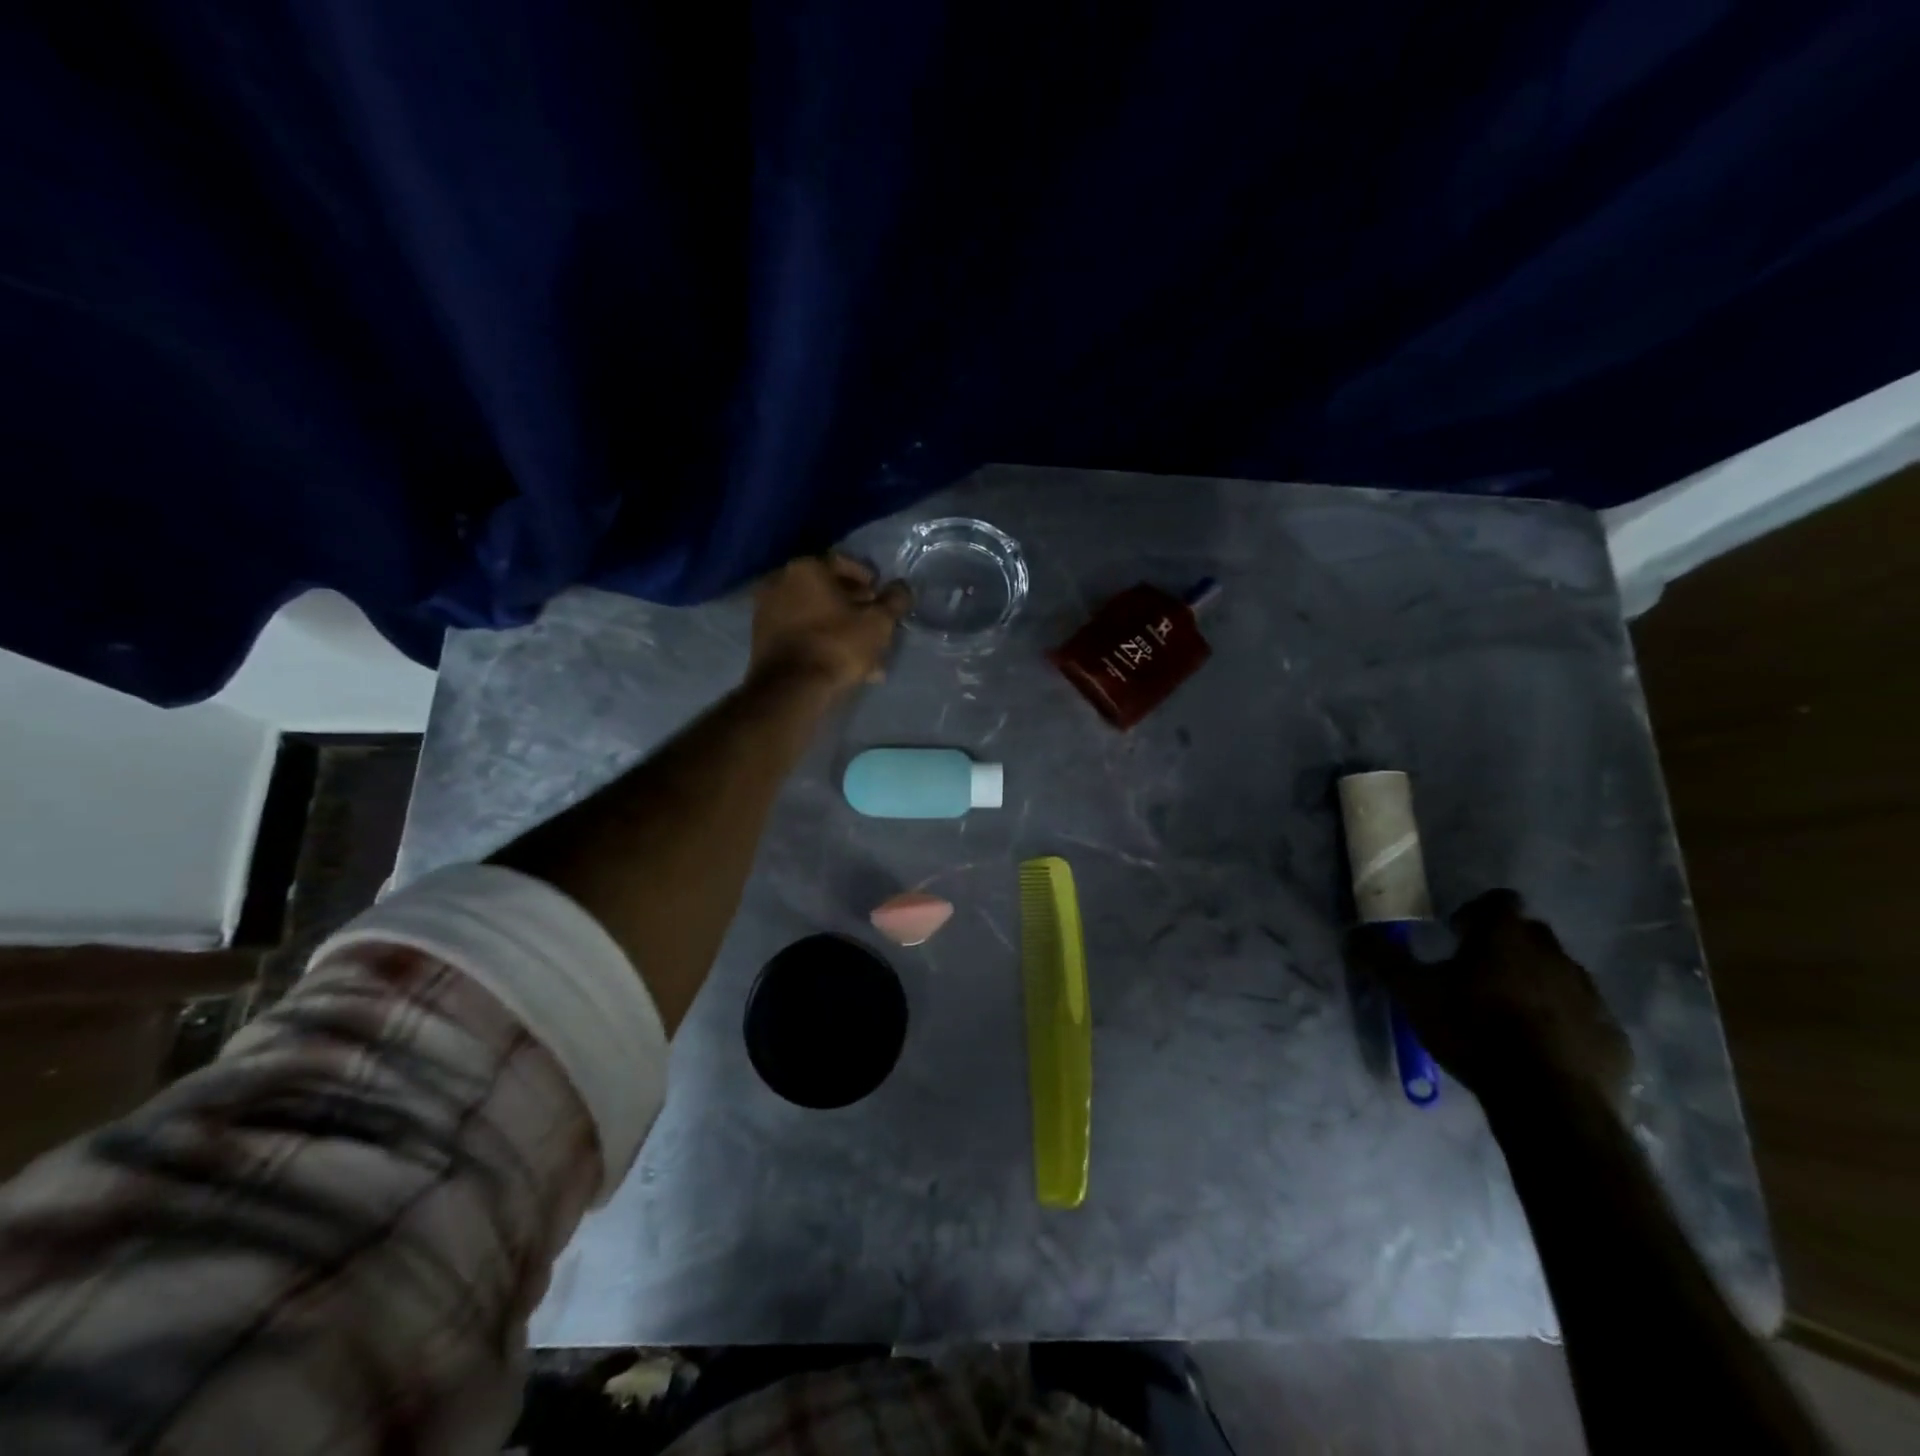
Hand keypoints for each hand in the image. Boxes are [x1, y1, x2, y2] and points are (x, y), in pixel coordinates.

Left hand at [750, 553, 910, 695]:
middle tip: (872, 621)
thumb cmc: (837, 645)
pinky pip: (799, 631)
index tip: (880, 596)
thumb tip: (902, 588)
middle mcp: (779, 580)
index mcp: (806, 568)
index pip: (843, 563)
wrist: (790, 688)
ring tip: (860, 648)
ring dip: (837, 625)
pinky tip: (839, 660)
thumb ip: (894, 601)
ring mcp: (765, 609)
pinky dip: (819, 639)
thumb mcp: (877, 623)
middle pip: (825, 588)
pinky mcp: (760, 637)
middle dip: (852, 604)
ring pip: (812, 612)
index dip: (868, 579)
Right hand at [1345, 889, 1631, 1106]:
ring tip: (1508, 1014)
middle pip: (1531, 935)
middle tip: (1478, 974)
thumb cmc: (1475, 1032)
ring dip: (1536, 983)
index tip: (1457, 934)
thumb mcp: (1414, 994)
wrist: (1552, 1103)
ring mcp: (1590, 996)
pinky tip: (1540, 1048)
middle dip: (1506, 947)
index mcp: (1506, 937)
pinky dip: (1562, 1022)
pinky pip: (1584, 1016)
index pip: (1499, 901)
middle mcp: (1554, 955)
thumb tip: (1354, 934)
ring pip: (1559, 974)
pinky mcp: (1613, 1036)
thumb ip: (1384, 960)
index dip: (1477, 913)